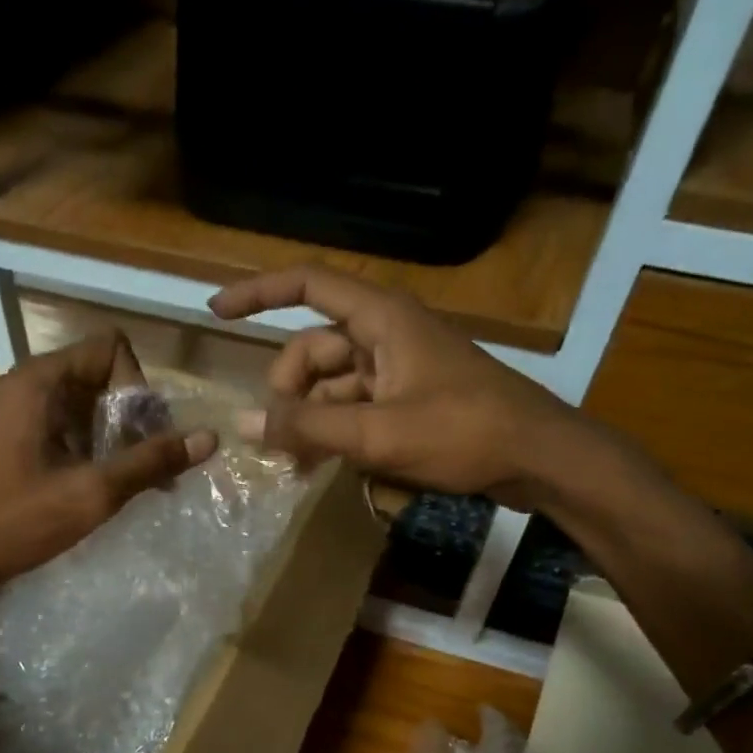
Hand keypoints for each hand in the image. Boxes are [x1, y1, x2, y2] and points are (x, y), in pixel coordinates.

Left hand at [0, 330, 216, 590]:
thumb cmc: (13, 519)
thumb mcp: (91, 493)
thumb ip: (151, 462)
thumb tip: (209, 437)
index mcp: (41, 381)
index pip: (111, 349)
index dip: (139, 387)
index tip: (143, 438)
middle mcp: (25, 385)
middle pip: (99, 377)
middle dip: (132, 419)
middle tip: (146, 470)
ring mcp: (12, 413)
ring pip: (82, 407)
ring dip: (113, 440)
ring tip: (125, 487)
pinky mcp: (7, 441)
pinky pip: (61, 429)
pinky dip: (87, 451)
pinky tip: (92, 491)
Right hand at [210, 265, 634, 510]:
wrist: (537, 458)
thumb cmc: (463, 432)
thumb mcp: (378, 433)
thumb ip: (308, 428)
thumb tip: (244, 424)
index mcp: (381, 318)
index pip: (307, 285)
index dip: (258, 293)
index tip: (215, 312)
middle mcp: (385, 334)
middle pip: (312, 349)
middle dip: (287, 391)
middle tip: (275, 439)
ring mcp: (397, 368)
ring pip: (331, 385)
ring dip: (308, 420)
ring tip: (293, 464)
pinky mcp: (408, 398)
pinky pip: (354, 406)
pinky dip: (334, 432)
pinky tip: (321, 466)